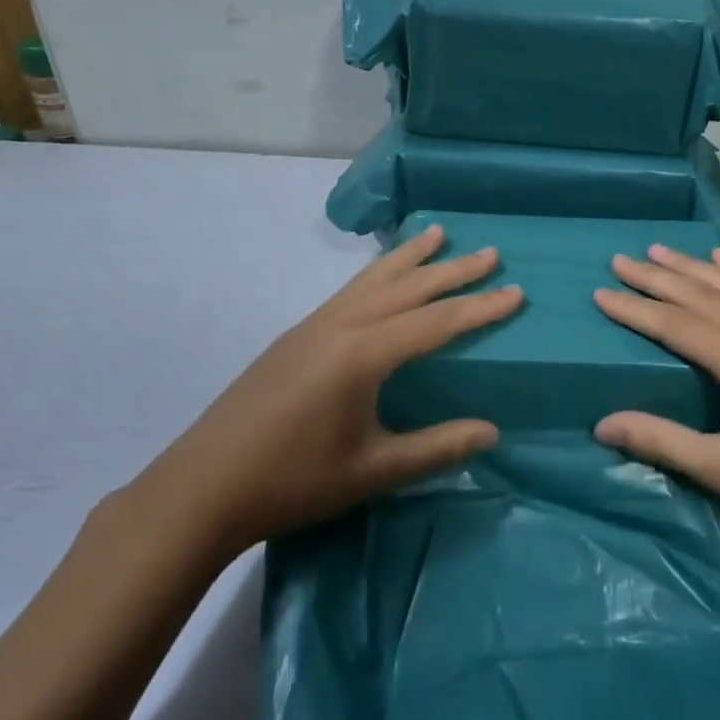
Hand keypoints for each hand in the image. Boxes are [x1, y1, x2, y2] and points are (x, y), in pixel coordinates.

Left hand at [135, 224, 521, 551]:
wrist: (203, 486)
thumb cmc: (293, 480)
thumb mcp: (372, 470)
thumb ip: (435, 448)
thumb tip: (492, 432)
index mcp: (364, 353)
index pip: (437, 322)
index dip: (480, 307)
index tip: (516, 291)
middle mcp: (342, 325)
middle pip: (409, 287)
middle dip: (453, 270)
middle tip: (490, 252)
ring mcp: (315, 325)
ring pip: (374, 279)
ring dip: (411, 257)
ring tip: (438, 233)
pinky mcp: (297, 335)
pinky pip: (351, 290)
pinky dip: (378, 273)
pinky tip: (383, 278)